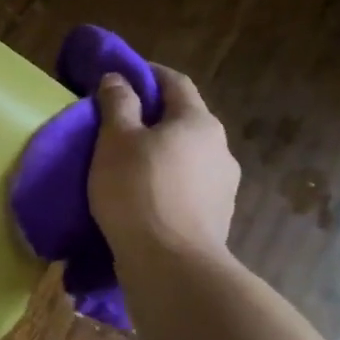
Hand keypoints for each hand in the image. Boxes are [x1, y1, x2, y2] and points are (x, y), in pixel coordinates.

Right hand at [89, 64, 239, 263]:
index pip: (175, 82)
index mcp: (198, 122)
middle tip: (118, 123)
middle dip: (153, 116)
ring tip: (129, 164)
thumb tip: (118, 79)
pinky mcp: (216, 217)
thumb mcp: (116, 140)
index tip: (122, 76)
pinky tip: (144, 196)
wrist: (171, 265)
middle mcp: (220, 148)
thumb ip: (118, 104)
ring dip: (161, 152)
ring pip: (187, 155)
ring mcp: (224, 186)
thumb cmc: (138, 190)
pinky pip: (188, 186)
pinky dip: (167, 182)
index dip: (148, 74)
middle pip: (184, 119)